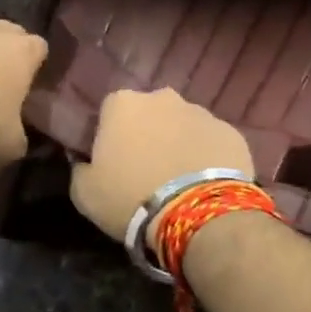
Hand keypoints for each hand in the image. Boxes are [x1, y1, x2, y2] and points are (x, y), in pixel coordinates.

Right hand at [69, 88, 255, 240]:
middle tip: (147, 170)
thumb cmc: (131, 198)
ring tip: (179, 180)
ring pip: (182, 125)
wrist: (198, 214)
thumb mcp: (85, 194)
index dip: (110, 136)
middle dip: (148, 134)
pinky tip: (204, 184)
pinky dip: (206, 156)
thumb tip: (84, 163)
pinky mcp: (230, 131)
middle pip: (149, 113)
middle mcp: (162, 97)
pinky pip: (211, 142)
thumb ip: (79, 170)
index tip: (113, 162)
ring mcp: (200, 111)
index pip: (109, 112)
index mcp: (122, 103)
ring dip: (178, 143)